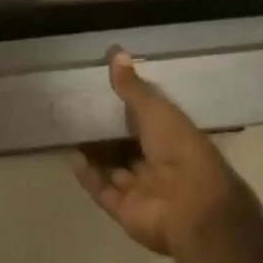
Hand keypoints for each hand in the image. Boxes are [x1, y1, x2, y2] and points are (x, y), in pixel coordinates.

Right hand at [70, 51, 248, 258]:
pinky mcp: (126, 211)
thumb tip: (115, 51)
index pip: (149, 119)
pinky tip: (71, 156)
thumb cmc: (179, 149)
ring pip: (114, 169)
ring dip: (96, 153)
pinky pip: (103, 190)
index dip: (130, 105)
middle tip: (82, 111)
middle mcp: (159, 164)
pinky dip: (88, 175)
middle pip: (130, 146)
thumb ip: (132, 87)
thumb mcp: (155, 110)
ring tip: (72, 131)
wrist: (190, 206)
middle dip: (109, 132)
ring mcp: (143, 190)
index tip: (106, 88)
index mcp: (174, 138)